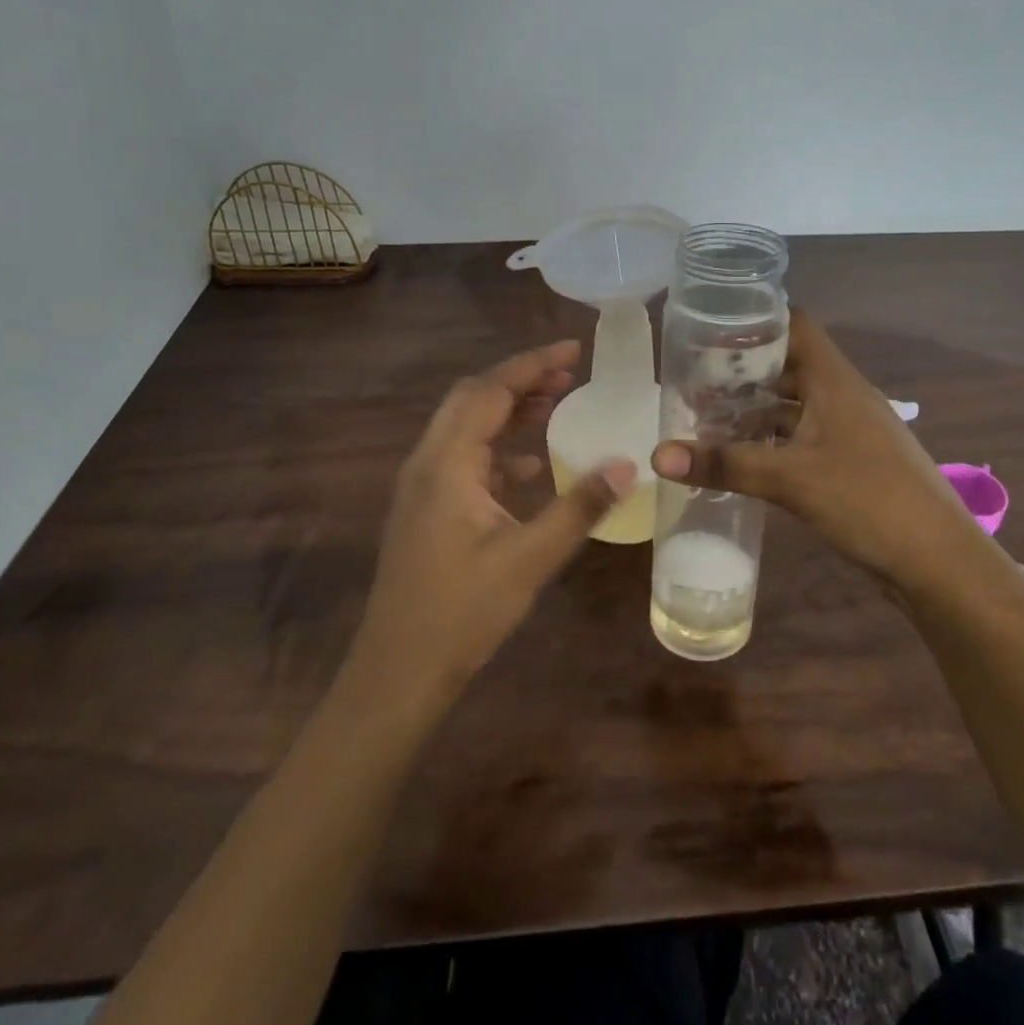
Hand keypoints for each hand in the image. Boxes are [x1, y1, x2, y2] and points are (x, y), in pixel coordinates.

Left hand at [349, 341, 635, 707]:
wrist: (397, 673)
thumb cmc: (461, 613)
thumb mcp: (529, 559)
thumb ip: (578, 507)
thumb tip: (626, 465)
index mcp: (446, 463)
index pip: (490, 391)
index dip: (532, 364)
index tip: (574, 351)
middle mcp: (427, 463)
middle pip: (473, 399)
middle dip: (521, 380)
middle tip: (571, 374)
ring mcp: (422, 487)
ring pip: (466, 427)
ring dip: (509, 410)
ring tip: (557, 403)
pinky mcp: (426, 510)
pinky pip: (464, 458)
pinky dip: (499, 447)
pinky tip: (531, 464)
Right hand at [651, 312, 973, 590]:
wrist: (938, 561)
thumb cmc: (868, 500)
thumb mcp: (790, 479)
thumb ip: (725, 464)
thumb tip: (657, 455)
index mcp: (835, 381)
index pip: (795, 325)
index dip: (756, 320)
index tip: (711, 328)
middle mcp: (843, 397)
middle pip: (789, 366)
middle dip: (744, 371)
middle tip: (695, 379)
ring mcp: (849, 431)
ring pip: (795, 406)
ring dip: (756, 410)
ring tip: (708, 417)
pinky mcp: (851, 463)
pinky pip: (803, 438)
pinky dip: (772, 441)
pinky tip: (742, 458)